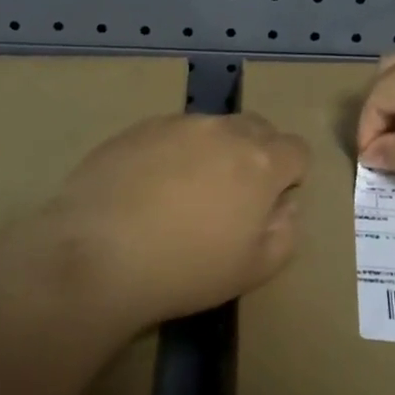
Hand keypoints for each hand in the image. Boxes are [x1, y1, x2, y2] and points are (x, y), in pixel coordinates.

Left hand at [49, 113, 309, 323]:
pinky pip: (171, 132)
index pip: (297, 150)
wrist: (98, 254)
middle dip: (257, 155)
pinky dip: (172, 152)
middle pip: (258, 128)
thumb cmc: (185, 269)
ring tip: (182, 194)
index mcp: (261, 162)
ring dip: (213, 151)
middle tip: (231, 196)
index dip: (290, 176)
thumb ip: (286, 232)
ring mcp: (178, 124)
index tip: (268, 204)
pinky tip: (147, 189)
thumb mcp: (254, 270)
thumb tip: (285, 205)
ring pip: (213, 128)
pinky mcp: (139, 127)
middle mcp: (224, 130)